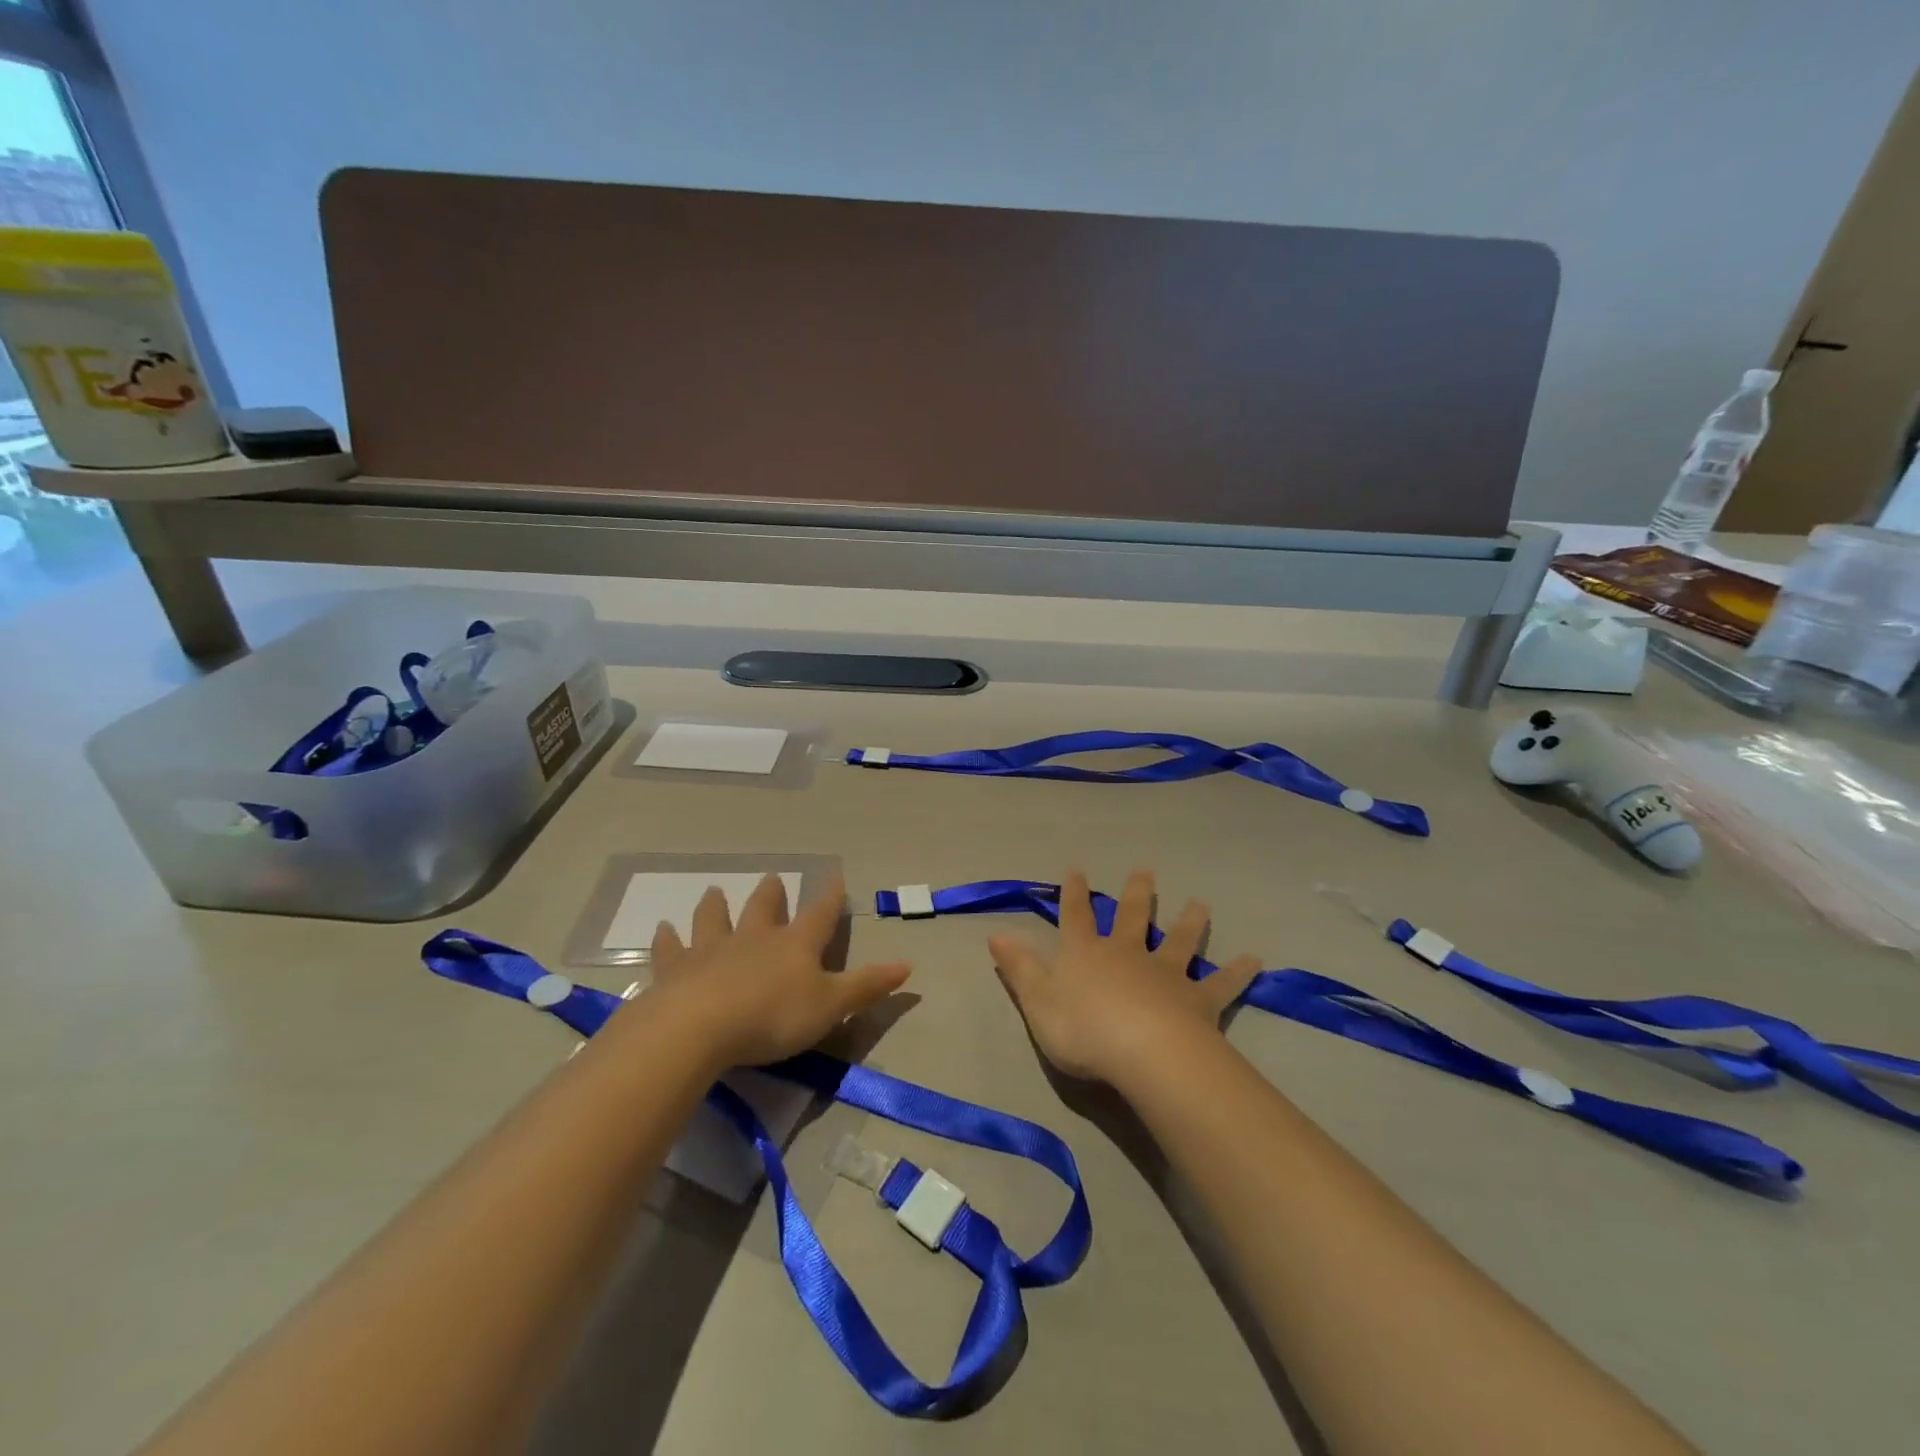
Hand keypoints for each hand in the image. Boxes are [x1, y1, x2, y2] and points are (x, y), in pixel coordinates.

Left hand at [643, 874, 910, 1068]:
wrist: (701, 1026)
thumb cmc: (773, 1016)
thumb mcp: (831, 1006)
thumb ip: (867, 986)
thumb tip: (909, 965)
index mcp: (794, 946)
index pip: (819, 915)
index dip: (830, 897)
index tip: (836, 876)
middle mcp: (754, 938)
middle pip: (764, 908)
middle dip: (771, 894)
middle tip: (772, 877)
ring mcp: (712, 949)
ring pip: (715, 919)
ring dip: (716, 906)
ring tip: (714, 890)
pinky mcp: (676, 969)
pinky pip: (670, 948)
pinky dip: (667, 938)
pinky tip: (661, 929)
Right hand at [987, 869, 1259, 1085]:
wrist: (1145, 1053)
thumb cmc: (1083, 1030)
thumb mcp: (1037, 1002)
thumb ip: (1019, 968)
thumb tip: (995, 933)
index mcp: (1087, 954)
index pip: (1077, 916)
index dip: (1075, 894)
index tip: (1078, 869)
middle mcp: (1127, 954)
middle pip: (1133, 917)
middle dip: (1138, 894)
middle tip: (1146, 871)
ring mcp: (1166, 974)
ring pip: (1179, 941)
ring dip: (1189, 922)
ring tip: (1201, 904)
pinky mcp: (1198, 1000)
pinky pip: (1221, 984)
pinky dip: (1237, 972)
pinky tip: (1255, 959)